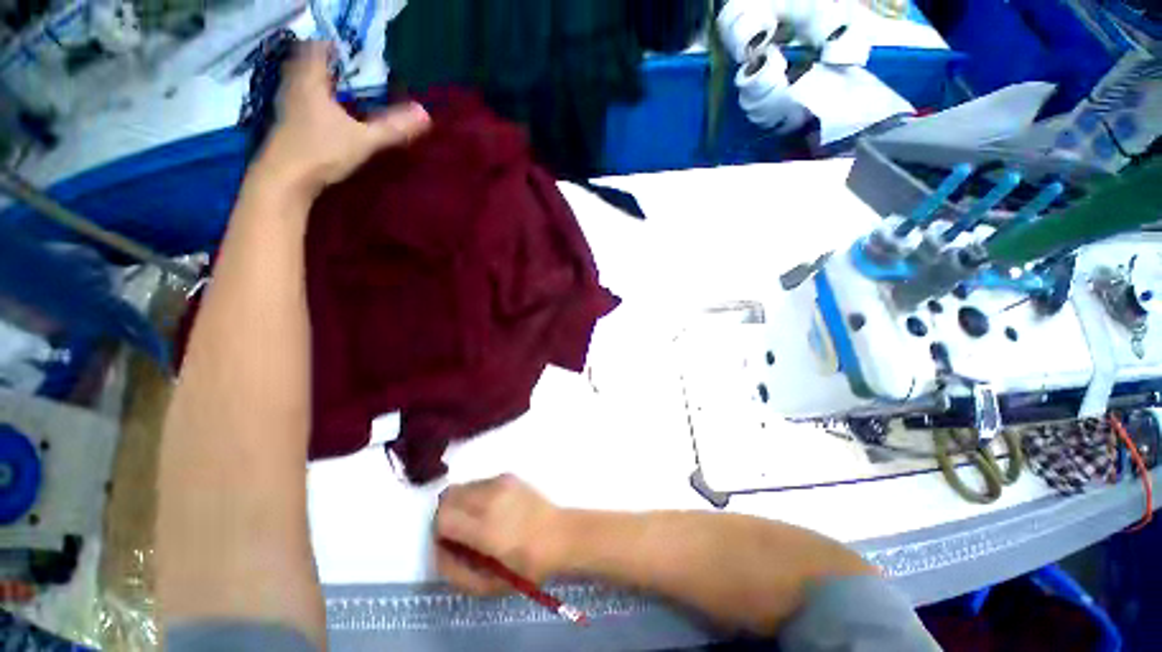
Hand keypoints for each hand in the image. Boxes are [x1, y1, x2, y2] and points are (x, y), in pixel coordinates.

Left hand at [254, 42, 429, 197]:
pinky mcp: (284, 124)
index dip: (332, 45)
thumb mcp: (365, 140)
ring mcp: (285, 105)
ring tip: (338, 88)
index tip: (350, 51)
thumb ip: (394, 128)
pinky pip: (297, 99)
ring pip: (299, 81)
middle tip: (346, 68)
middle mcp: (293, 87)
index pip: (317, 49)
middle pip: (304, 62)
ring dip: (316, 80)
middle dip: (324, 62)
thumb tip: (425, 114)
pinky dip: (310, 99)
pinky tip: (324, 112)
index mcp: (310, 82)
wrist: (285, 180)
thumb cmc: (322, 152)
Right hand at [434, 475, 563, 594]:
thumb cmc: (528, 566)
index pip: (443, 518)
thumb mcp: (489, 585)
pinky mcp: (508, 475)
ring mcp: (500, 482)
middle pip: (448, 496)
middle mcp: (491, 498)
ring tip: (476, 521)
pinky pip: (479, 483)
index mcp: (486, 528)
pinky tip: (491, 510)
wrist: (560, 534)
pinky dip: (475, 496)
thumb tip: (438, 551)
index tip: (448, 544)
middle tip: (458, 532)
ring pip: (462, 487)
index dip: (437, 532)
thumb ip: (456, 572)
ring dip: (460, 504)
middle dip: (445, 515)